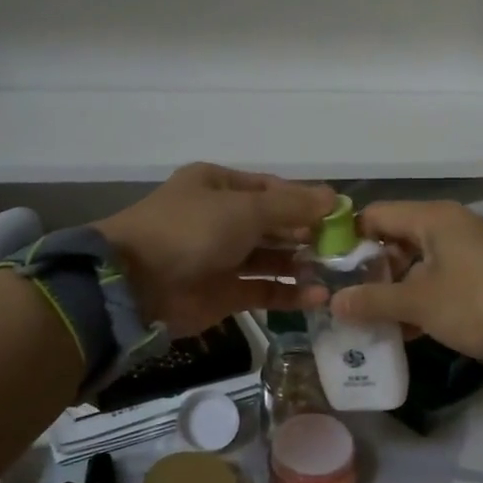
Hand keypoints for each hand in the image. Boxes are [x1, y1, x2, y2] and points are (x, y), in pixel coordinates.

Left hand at [96, 164, 338, 337]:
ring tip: (337, 273)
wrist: (136, 284)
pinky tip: (318, 297)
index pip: (274, 189)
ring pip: (273, 258)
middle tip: (346, 249)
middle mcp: (223, 219)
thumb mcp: (245, 209)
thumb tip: (334, 197)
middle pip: (276, 224)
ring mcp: (223, 257)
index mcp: (220, 186)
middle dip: (309, 235)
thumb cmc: (191, 231)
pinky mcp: (225, 293)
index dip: (307, 201)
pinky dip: (290, 293)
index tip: (341, 215)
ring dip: (303, 265)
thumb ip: (292, 207)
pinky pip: (264, 289)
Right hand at [329, 201, 482, 369]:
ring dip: (392, 289)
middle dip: (368, 269)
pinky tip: (399, 329)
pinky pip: (436, 281)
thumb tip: (333, 302)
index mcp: (434, 218)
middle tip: (342, 297)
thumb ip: (373, 300)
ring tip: (363, 316)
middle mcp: (449, 227)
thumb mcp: (420, 303)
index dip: (347, 238)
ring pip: (415, 263)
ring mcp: (466, 252)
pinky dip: (417, 299)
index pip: (376, 214)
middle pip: (395, 239)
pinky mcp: (478, 277)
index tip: (324, 266)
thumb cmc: (478, 305)